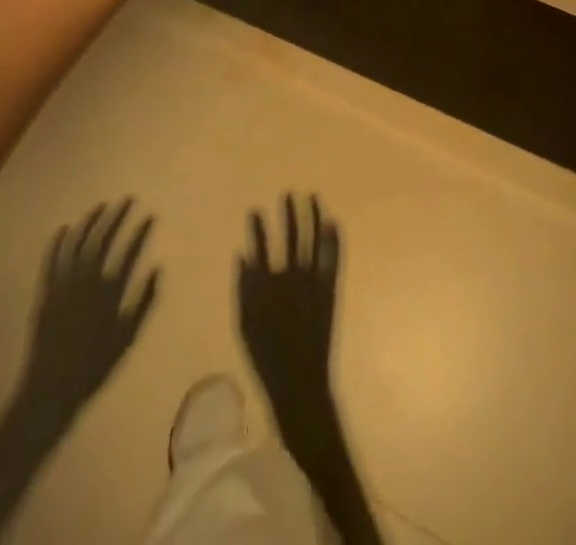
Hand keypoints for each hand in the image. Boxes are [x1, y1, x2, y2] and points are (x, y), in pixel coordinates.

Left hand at [14, 200, 158, 432]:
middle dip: (116, 217)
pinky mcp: (46, 294)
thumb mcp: (127, 337)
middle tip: (127, 200)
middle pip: (103, 240)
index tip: (150, 215)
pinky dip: (57, 243)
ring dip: (89, 222)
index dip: (141, 232)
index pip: (129, 252)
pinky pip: (51, 262)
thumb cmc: (94, 366)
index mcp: (109, 292)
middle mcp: (87, 282)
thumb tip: (157, 268)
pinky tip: (64, 229)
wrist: (50, 390)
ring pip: (77, 245)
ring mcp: (64, 286)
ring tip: (100, 206)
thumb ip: (144, 302)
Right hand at [237, 194, 340, 437]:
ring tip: (312, 196)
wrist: (299, 382)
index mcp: (267, 285)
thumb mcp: (244, 325)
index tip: (255, 209)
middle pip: (291, 236)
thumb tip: (242, 255)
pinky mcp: (330, 289)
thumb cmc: (266, 357)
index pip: (260, 247)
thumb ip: (243, 288)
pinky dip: (334, 239)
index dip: (257, 227)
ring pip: (314, 239)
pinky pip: (333, 258)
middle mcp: (291, 277)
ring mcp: (313, 281)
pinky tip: (333, 221)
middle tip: (288, 193)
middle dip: (290, 213)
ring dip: (313, 216)